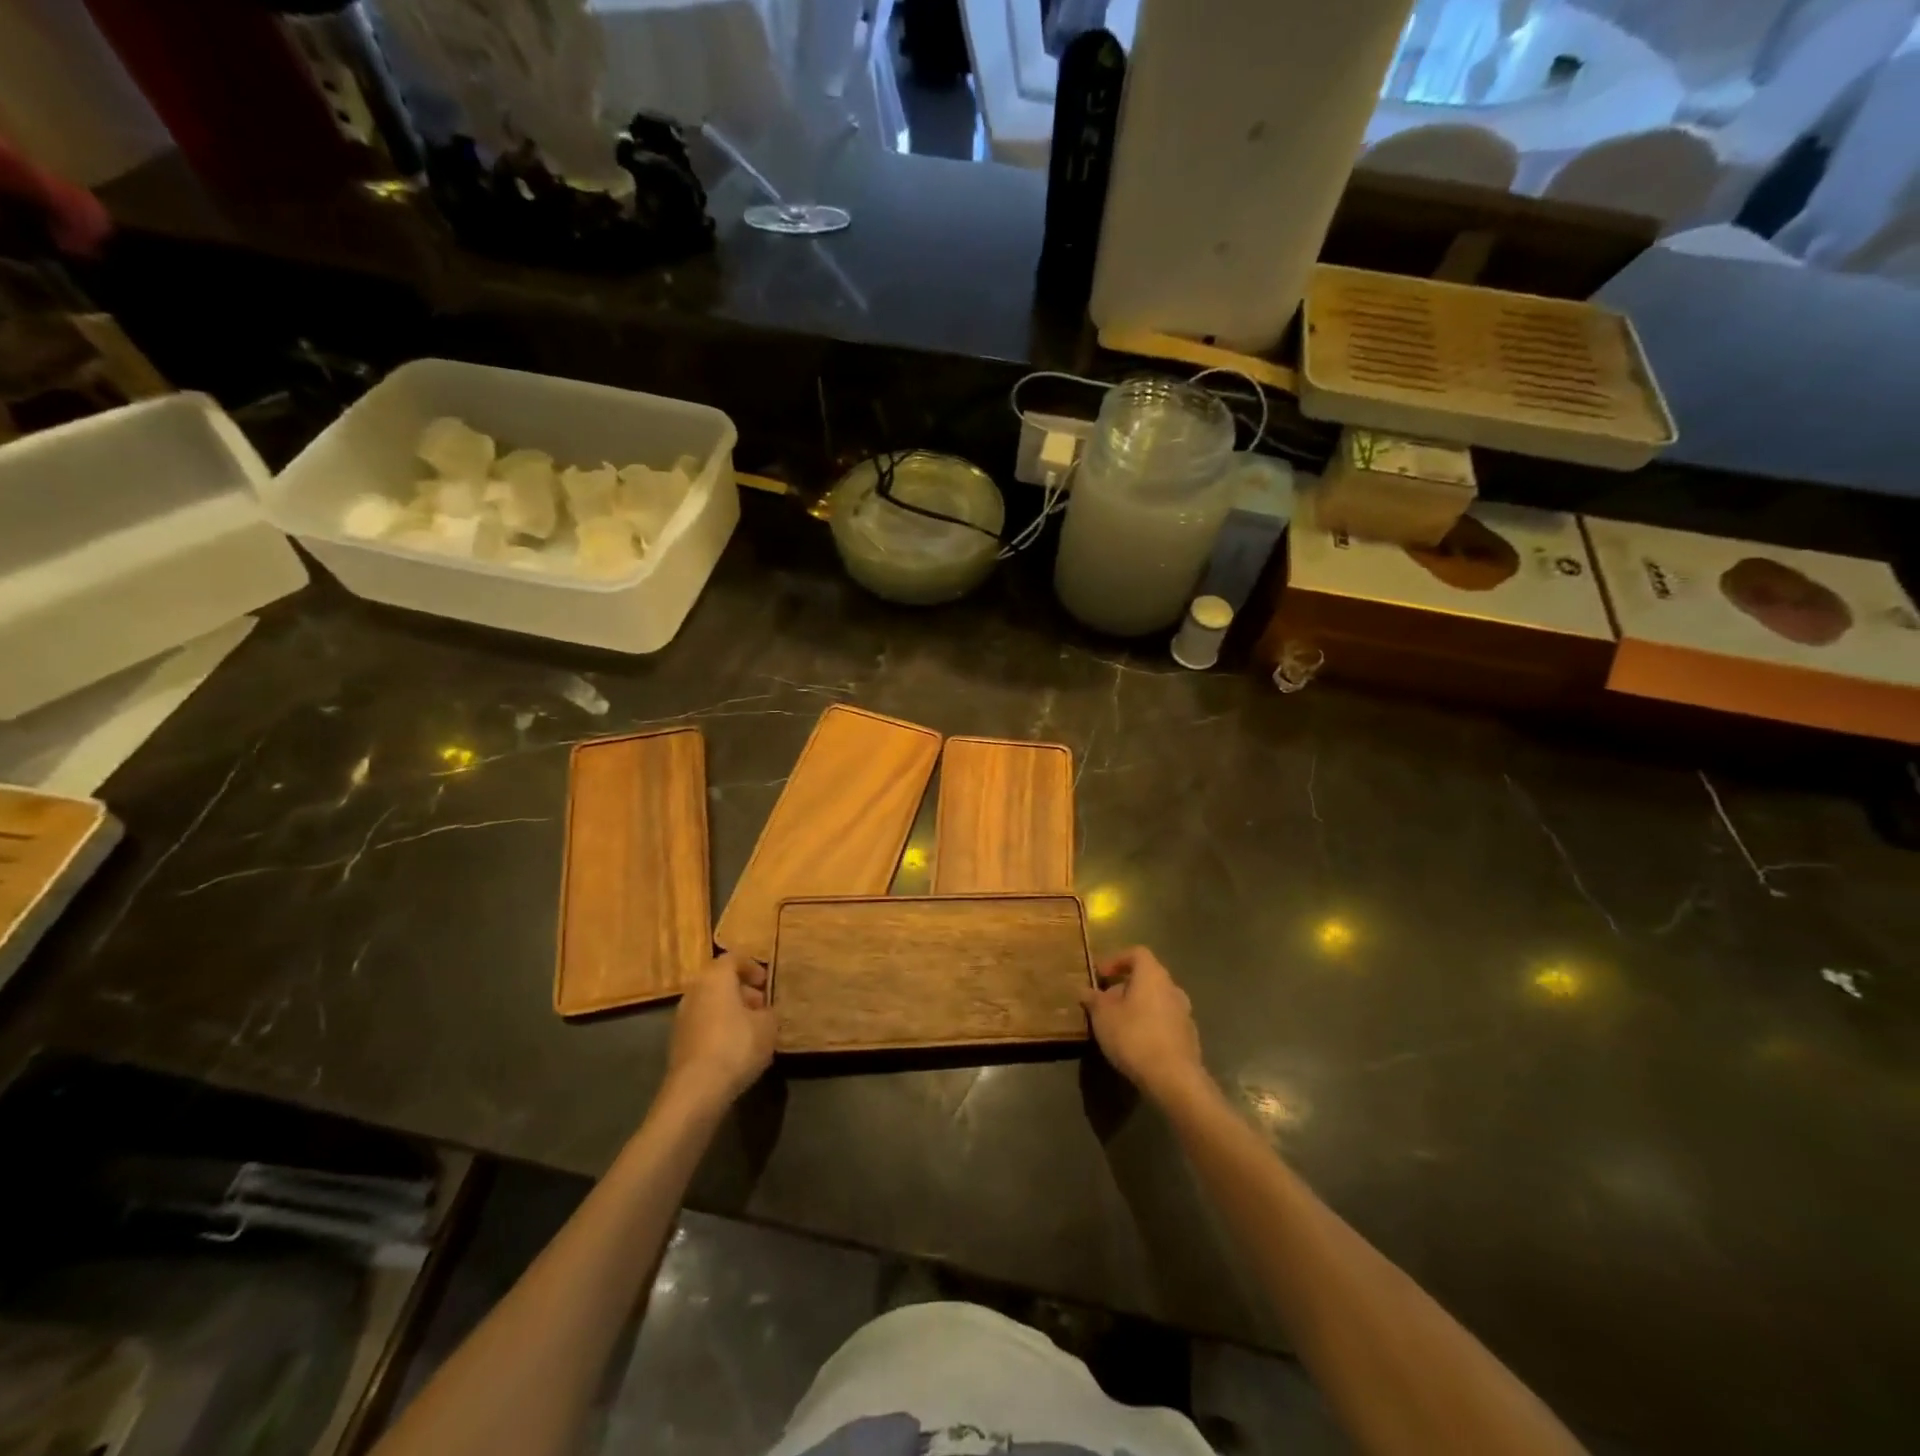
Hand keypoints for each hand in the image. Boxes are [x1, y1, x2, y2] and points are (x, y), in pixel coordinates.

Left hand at [664, 953, 774, 1108]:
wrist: (697, 1089)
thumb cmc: (737, 1045)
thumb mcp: (768, 1025)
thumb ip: (769, 1012)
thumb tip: (764, 1012)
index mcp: (715, 978)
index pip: (733, 958)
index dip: (753, 967)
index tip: (767, 983)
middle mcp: (694, 991)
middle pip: (719, 981)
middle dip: (742, 991)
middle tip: (761, 1007)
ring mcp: (682, 1017)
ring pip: (710, 1004)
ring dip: (730, 1011)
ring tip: (751, 1030)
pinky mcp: (677, 1042)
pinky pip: (703, 1025)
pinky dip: (718, 1029)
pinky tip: (734, 1048)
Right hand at [1079, 947, 1207, 1104]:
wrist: (1174, 1078)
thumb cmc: (1134, 1036)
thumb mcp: (1103, 1017)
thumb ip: (1093, 999)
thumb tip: (1085, 990)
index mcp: (1152, 975)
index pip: (1136, 953)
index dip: (1116, 960)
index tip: (1100, 975)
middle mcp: (1172, 988)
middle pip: (1147, 977)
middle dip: (1124, 987)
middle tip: (1105, 1003)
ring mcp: (1184, 1012)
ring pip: (1156, 1000)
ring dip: (1137, 1006)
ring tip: (1118, 1024)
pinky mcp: (1189, 1037)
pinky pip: (1165, 1020)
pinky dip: (1150, 1024)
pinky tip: (1137, 1042)